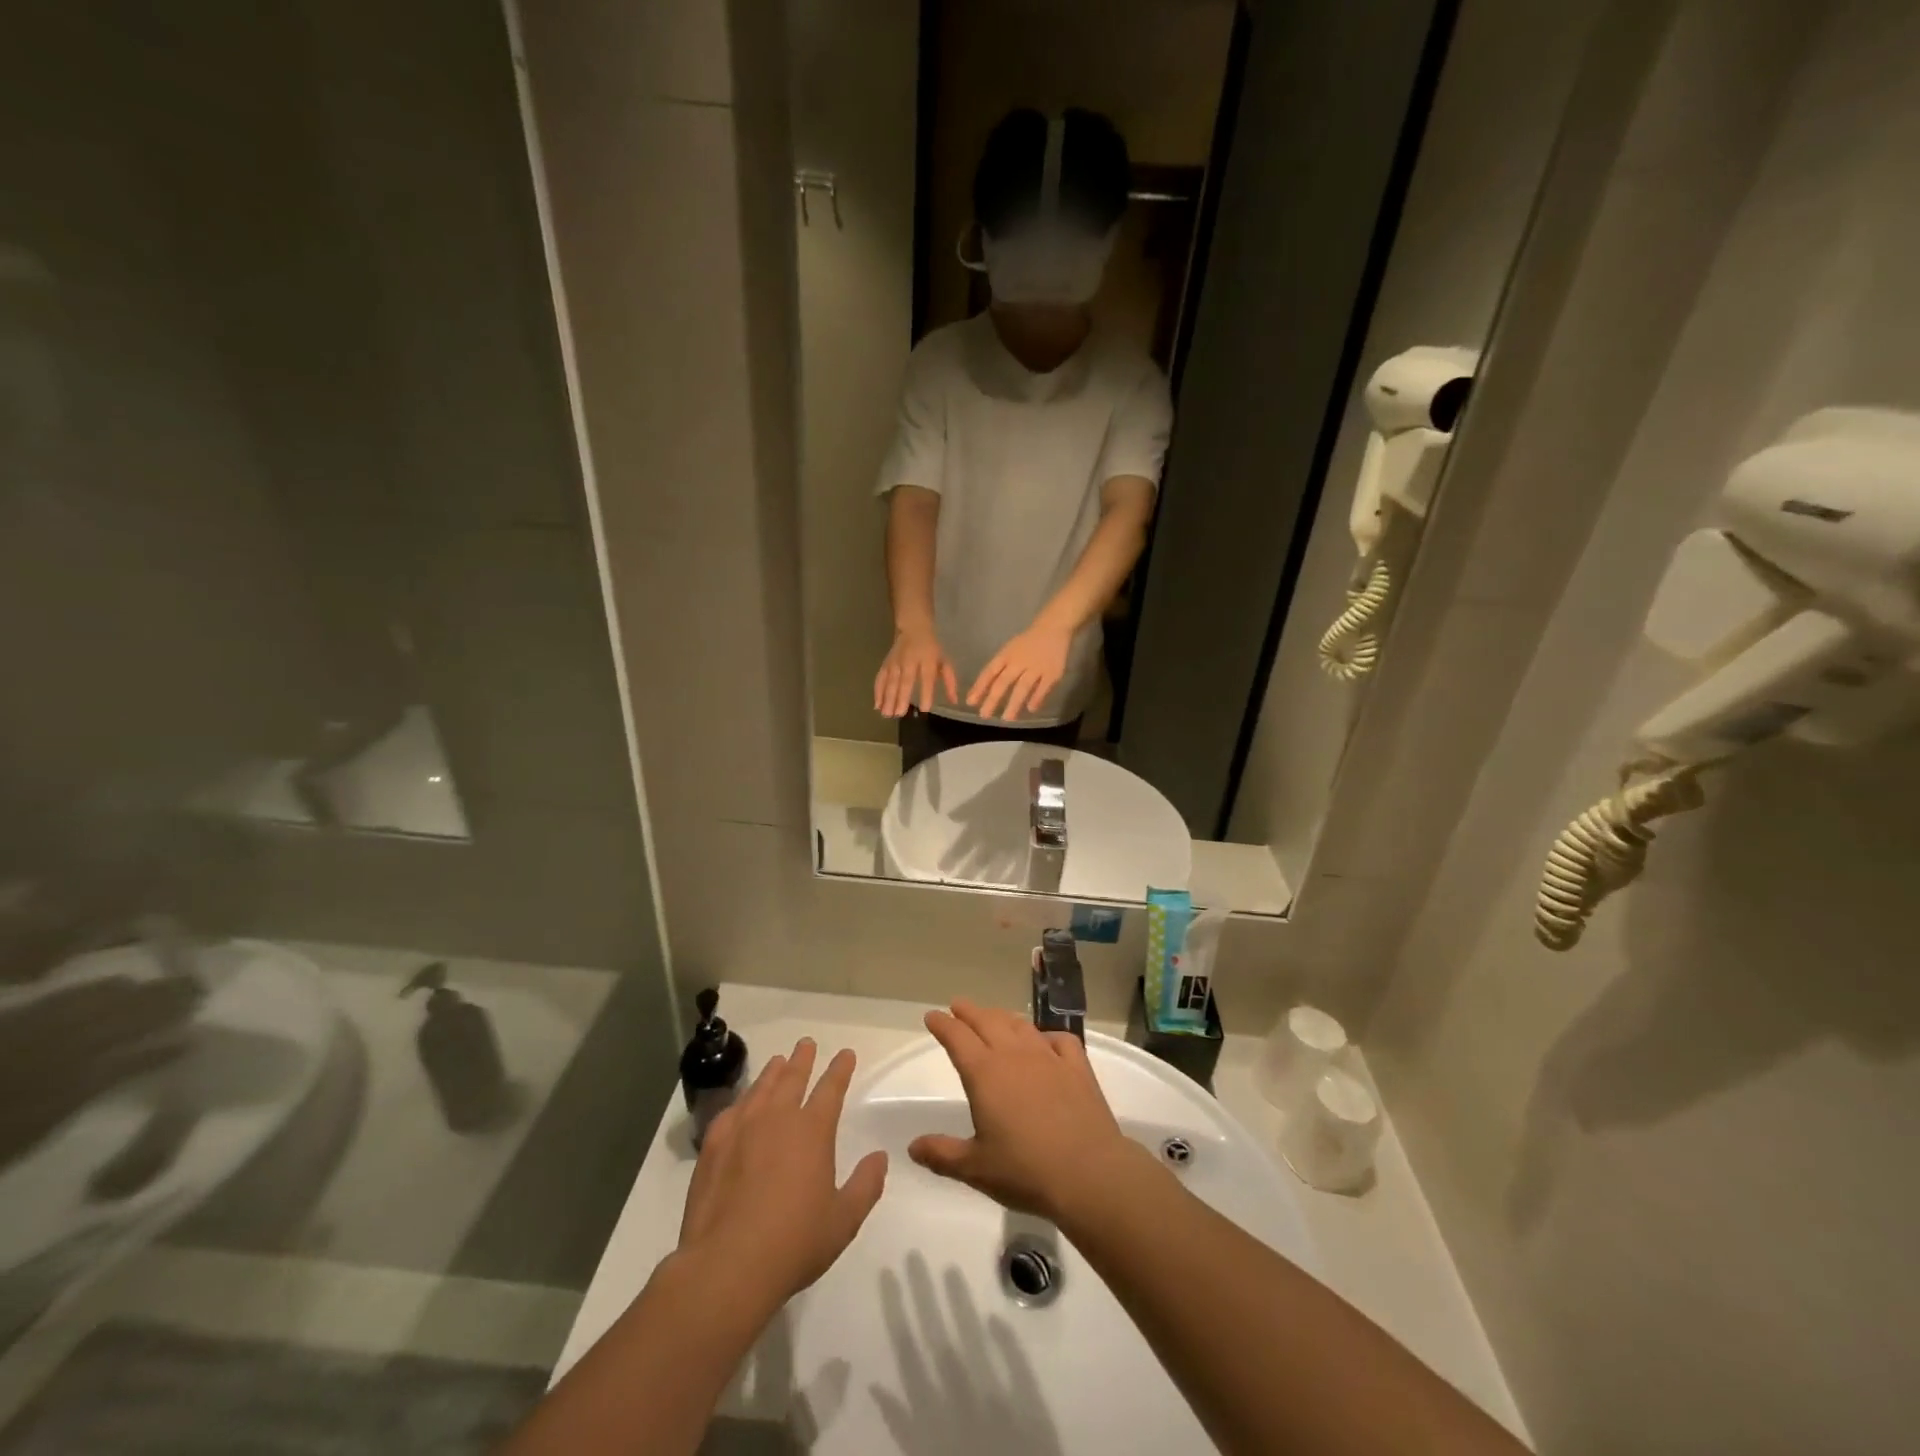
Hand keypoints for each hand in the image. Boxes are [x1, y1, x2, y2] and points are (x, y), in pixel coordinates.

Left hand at [678, 1039, 887, 1310]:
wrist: (727, 1266)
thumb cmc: (793, 1243)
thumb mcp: (843, 1221)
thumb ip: (866, 1185)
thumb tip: (880, 1157)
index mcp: (812, 1131)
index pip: (831, 1088)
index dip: (840, 1069)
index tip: (846, 1054)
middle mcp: (778, 1118)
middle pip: (793, 1077)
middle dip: (803, 1059)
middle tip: (806, 1044)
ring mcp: (741, 1129)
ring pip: (761, 1088)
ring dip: (773, 1072)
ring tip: (778, 1062)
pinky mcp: (713, 1146)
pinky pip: (731, 1111)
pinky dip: (742, 1101)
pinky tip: (742, 1104)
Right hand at [874, 625, 957, 717]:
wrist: (913, 628)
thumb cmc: (932, 649)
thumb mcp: (944, 662)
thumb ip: (950, 682)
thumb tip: (954, 702)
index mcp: (928, 660)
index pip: (927, 677)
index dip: (926, 692)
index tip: (924, 709)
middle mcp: (910, 661)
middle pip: (905, 680)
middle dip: (901, 697)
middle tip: (899, 714)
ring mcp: (896, 662)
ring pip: (890, 681)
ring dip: (887, 698)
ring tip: (886, 714)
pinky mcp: (886, 663)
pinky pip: (880, 678)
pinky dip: (877, 691)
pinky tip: (877, 705)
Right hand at [908, 1000, 1147, 1223]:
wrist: (1089, 1173)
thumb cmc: (1025, 1171)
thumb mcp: (975, 1168)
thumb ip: (942, 1154)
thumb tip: (912, 1146)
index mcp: (985, 1073)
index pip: (957, 1038)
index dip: (942, 1024)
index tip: (932, 1016)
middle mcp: (1014, 1055)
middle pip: (987, 1022)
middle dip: (969, 1012)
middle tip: (958, 1006)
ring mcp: (1048, 1057)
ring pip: (1020, 1025)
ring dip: (1002, 1017)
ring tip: (994, 1017)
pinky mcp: (1077, 1067)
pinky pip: (1060, 1039)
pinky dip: (1047, 1035)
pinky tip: (1045, 1041)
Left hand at [966, 621, 1071, 720]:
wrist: (1053, 628)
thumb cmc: (1027, 642)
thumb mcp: (1008, 651)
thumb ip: (998, 669)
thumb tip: (982, 691)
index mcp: (1006, 656)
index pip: (989, 672)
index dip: (979, 687)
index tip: (971, 702)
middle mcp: (1019, 662)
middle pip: (1004, 682)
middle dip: (993, 699)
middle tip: (984, 715)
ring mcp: (1036, 667)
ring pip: (1023, 687)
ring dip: (1014, 703)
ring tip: (1007, 719)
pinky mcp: (1052, 672)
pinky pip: (1043, 687)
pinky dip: (1037, 698)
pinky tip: (1031, 709)